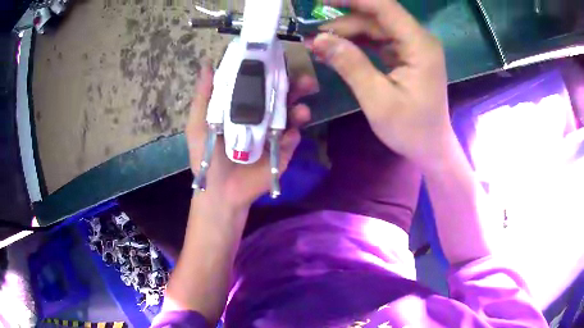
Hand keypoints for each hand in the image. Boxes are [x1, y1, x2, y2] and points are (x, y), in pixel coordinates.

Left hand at [185, 61, 314, 210]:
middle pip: (281, 97)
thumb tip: (207, 66)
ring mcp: (274, 134)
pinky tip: (290, 135)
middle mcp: (261, 117)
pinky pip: (292, 139)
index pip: (259, 85)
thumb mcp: (199, 125)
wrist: (221, 191)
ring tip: (302, 109)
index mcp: (242, 108)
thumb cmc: (207, 157)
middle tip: (304, 80)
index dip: (269, 72)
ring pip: (292, 115)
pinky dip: (294, 135)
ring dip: (300, 109)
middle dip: (295, 86)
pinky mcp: (282, 151)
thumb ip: (204, 97)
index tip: (278, 61)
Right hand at [308, 0, 451, 168]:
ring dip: (347, 33)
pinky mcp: (406, 55)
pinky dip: (357, 44)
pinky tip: (337, 50)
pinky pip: (379, 41)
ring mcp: (413, 47)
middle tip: (313, 36)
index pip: (384, 6)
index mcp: (419, 45)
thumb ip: (350, 64)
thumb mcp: (377, 99)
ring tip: (320, 45)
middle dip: (344, 22)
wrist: (431, 148)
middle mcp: (418, 39)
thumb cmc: (410, 129)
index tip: (322, 1)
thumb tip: (318, 39)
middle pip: (377, 17)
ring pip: (375, 28)